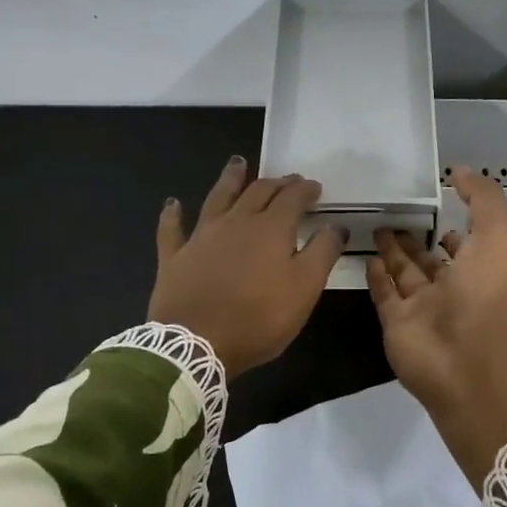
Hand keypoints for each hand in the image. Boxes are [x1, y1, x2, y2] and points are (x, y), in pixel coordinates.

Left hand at [149, 156, 346, 375]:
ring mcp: (201, 236)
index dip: (305, 190)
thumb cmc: (258, 318)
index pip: (292, 198)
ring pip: (217, 198)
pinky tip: (173, 203)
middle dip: (275, 183)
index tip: (315, 188)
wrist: (196, 343)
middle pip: (257, 192)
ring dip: (229, 179)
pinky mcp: (174, 256)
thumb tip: (334, 225)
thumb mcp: (304, 289)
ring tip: (237, 163)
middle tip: (286, 180)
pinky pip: (172, 228)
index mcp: (271, 228)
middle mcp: (236, 222)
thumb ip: (322, 253)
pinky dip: (173, 214)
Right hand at [369, 168, 506, 487]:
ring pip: (404, 275)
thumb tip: (459, 171)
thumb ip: (482, 198)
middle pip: (428, 260)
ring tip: (376, 227)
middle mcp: (451, 289)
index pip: (462, 245)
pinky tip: (367, 257)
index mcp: (479, 269)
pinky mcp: (396, 324)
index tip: (433, 207)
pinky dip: (376, 278)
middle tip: (391, 214)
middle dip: (414, 239)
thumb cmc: (485, 291)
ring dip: (392, 252)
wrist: (466, 357)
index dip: (450, 229)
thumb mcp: (497, 233)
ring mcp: (422, 309)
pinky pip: (384, 296)